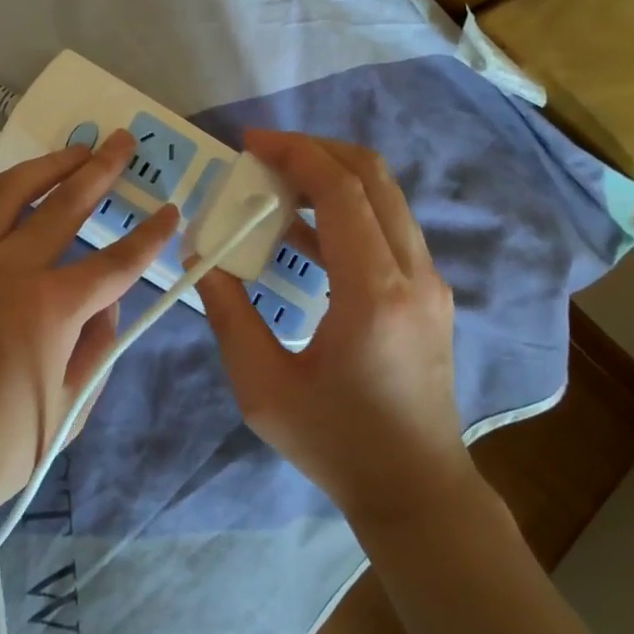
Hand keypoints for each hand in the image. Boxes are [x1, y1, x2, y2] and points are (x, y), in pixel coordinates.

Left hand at [0, 130, 176, 534]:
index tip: (171, 212)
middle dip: (101, 169)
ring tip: (70, 151)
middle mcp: (7, 271)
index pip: (117, 262)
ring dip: (44, 167)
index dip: (151, 237)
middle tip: (121, 141)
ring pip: (6, 195)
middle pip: (65, 205)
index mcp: (51, 308)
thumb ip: (96, 347)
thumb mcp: (68, 409)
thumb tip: (105, 302)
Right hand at [195, 130, 474, 531]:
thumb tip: (204, 257)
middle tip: (263, 156)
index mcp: (373, 294)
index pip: (342, 191)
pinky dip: (347, 210)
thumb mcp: (262, 387)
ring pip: (386, 197)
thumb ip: (229, 314)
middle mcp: (413, 274)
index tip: (251, 143)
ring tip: (275, 186)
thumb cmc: (336, 442)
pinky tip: (303, 230)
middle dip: (315, 151)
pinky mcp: (428, 294)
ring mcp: (429, 282)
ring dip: (332, 177)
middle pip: (373, 177)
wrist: (416, 489)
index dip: (295, 154)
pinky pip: (388, 227)